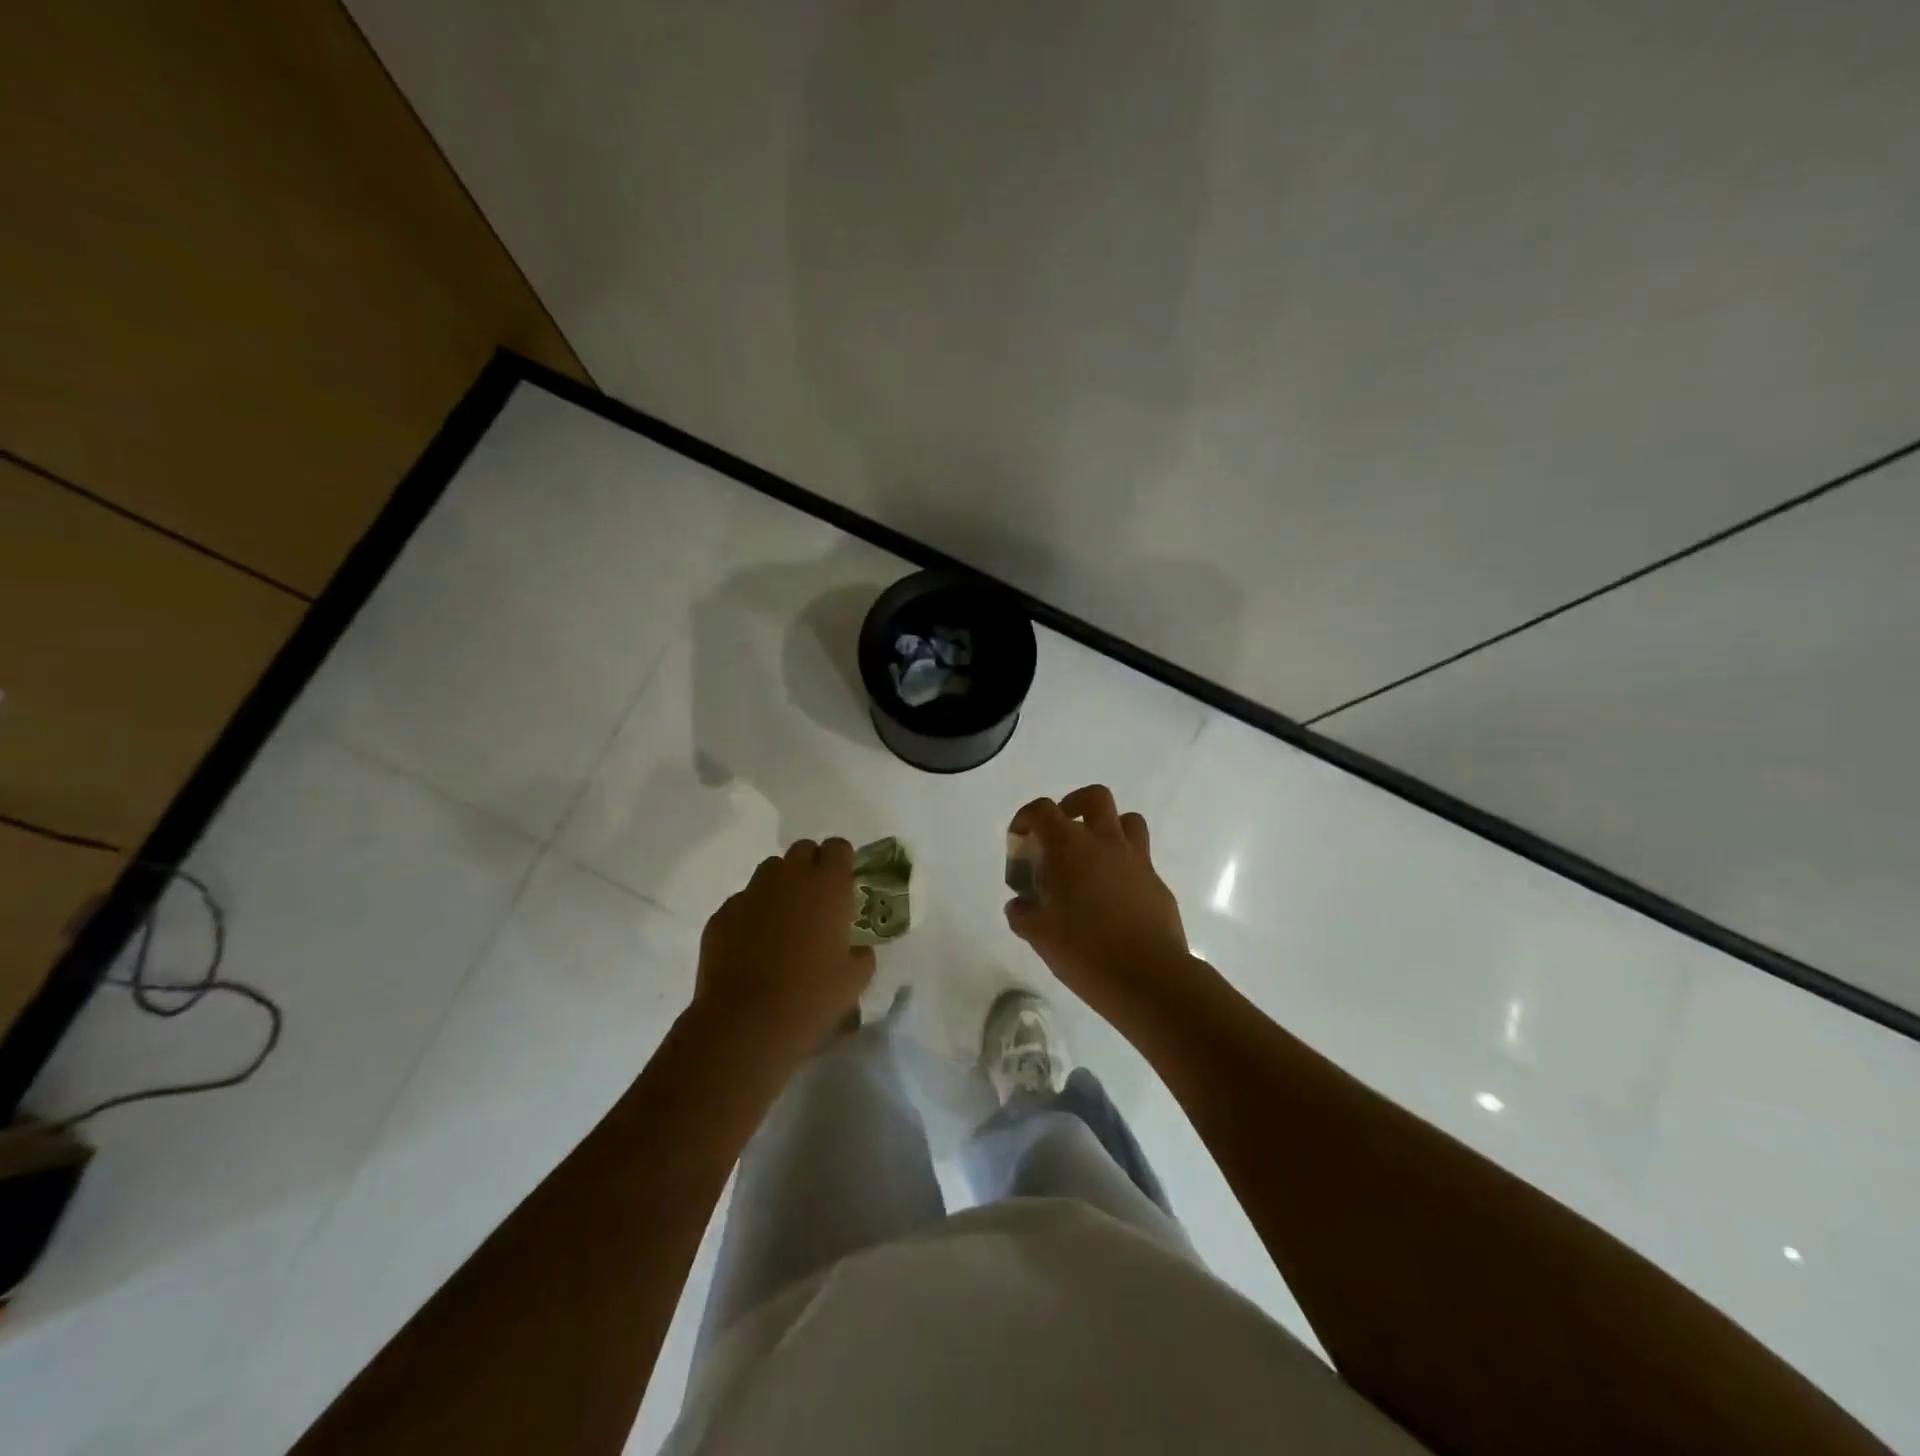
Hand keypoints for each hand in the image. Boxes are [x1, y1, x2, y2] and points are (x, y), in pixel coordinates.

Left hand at [694, 839, 874, 1058]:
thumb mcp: (855, 981)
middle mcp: (789, 879)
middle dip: (811, 867)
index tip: (845, 885)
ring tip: (785, 923)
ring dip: (781, 887)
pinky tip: (754, 947)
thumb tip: (855, 949)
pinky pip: (743, 902)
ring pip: (770, 872)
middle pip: (802, 850)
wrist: (744, 1026)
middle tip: (817, 902)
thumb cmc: (810, 999)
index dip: (842, 862)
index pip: (837, 847)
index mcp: (828, 886)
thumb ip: (861, 955)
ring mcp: (751, 894)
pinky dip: (752, 914)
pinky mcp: (721, 915)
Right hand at [1005, 786, 1194, 1022]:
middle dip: (1073, 805)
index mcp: (1071, 847)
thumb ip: (1023, 914)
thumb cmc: (1085, 951)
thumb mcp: (1039, 935)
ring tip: (1091, 857)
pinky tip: (1112, 898)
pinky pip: (1140, 859)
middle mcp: (1106, 843)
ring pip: (1127, 821)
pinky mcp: (1157, 883)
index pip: (1043, 810)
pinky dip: (1123, 866)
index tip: (1019, 839)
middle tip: (1060, 834)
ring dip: (1107, 829)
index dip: (1026, 817)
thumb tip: (1019, 905)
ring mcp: (1137, 861)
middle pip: (1094, 797)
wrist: (1149, 978)